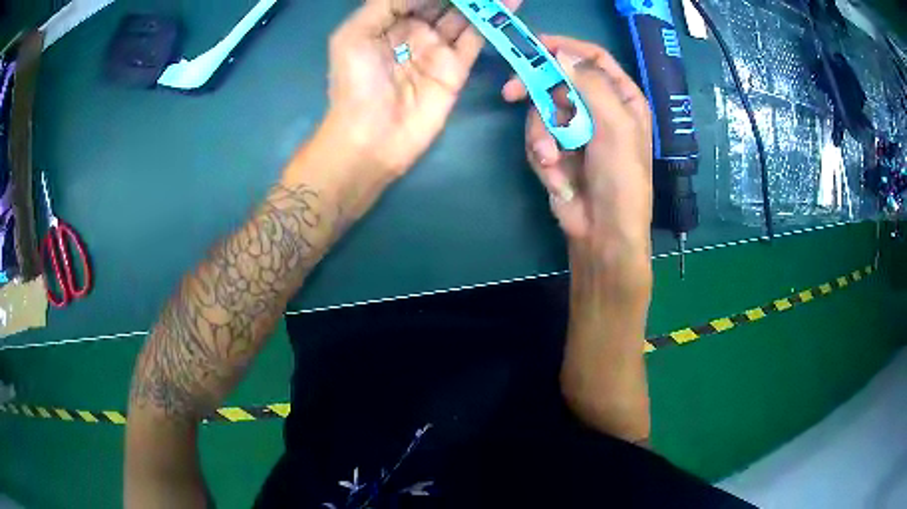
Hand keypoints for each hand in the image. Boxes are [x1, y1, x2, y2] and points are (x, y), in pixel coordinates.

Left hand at [323, 0, 522, 178]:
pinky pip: (476, 38)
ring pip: (463, 16)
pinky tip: (508, 3)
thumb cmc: (354, 84)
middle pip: (442, 2)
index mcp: (386, 21)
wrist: (370, 137)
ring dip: (482, 2)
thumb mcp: (354, 36)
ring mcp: (437, 49)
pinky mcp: (456, 69)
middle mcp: (414, 30)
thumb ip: (385, 4)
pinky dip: (492, 21)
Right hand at [502, 36, 652, 271]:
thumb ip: (589, 85)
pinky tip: (556, 178)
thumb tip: (561, 54)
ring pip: (542, 111)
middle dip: (536, 91)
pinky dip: (542, 157)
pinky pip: (538, 139)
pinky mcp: (557, 150)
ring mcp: (576, 130)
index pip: (593, 59)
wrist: (603, 232)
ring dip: (541, 137)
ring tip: (552, 161)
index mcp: (622, 99)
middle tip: (510, 92)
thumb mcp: (614, 127)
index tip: (536, 45)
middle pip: (559, 81)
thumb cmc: (620, 178)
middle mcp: (599, 109)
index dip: (565, 48)